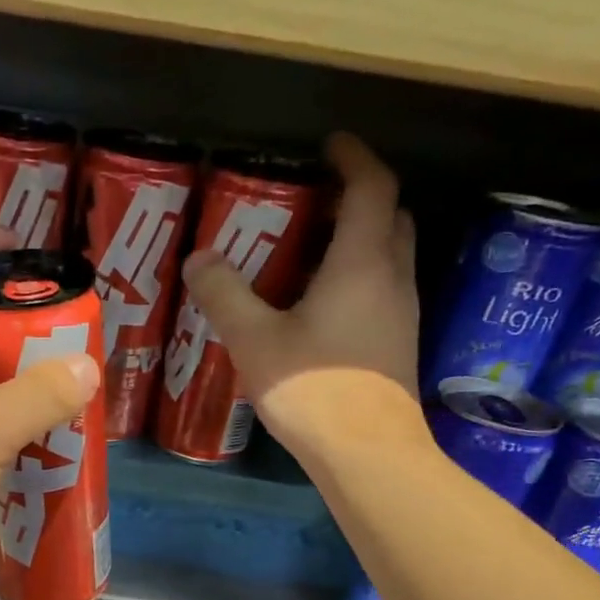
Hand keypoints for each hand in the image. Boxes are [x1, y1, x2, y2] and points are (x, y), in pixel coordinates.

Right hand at [179, 133, 429, 464]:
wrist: (367, 454)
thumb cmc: (313, 389)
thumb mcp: (255, 340)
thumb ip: (225, 295)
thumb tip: (199, 258)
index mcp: (362, 262)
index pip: (372, 186)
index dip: (353, 157)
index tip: (329, 145)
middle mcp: (392, 278)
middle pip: (390, 217)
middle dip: (358, 197)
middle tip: (313, 201)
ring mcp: (401, 313)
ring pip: (388, 255)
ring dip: (357, 239)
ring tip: (306, 251)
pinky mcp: (396, 345)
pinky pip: (381, 289)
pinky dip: (356, 277)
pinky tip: (316, 306)